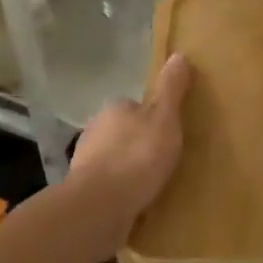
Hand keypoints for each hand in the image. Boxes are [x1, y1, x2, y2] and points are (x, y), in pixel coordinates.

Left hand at [71, 54, 190, 230]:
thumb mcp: (165, 118)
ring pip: (113, 160)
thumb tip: (179, 54)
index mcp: (114, 108)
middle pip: (122, 133)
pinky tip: (135, 203)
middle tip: (164, 160)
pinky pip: (108, 187)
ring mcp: (85, 163)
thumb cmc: (137, 156)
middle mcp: (94, 131)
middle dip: (138, 144)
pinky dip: (119, 192)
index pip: (135, 107)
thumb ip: (172, 88)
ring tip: (152, 185)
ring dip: (128, 170)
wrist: (99, 208)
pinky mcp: (83, 193)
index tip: (168, 133)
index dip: (153, 118)